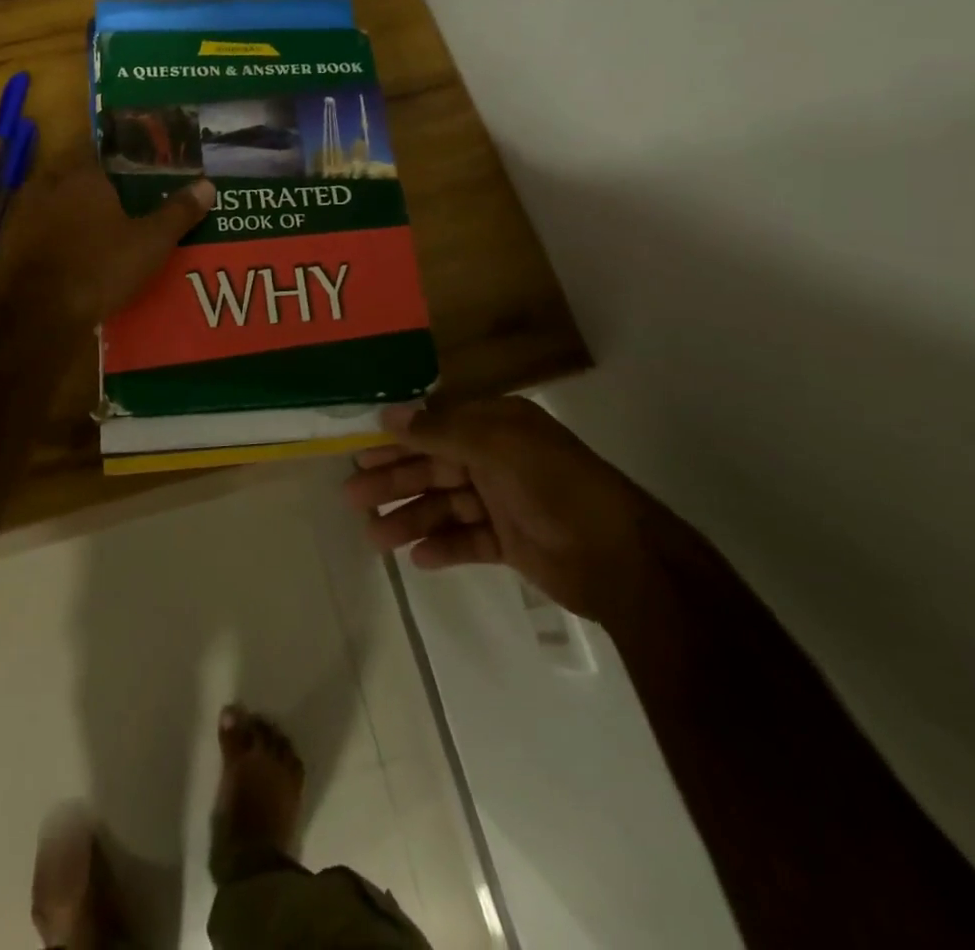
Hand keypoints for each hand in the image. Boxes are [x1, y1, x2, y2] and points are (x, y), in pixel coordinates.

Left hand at [0, 147, 213, 327]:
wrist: (37, 315)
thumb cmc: (100, 268)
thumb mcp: (150, 243)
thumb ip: (178, 212)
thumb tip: (207, 184)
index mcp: (83, 175)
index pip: (105, 154)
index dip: (125, 165)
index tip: (142, 179)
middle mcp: (48, 184)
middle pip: (80, 180)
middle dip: (100, 193)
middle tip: (127, 210)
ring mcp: (23, 214)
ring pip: (57, 206)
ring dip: (76, 217)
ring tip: (102, 237)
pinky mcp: (10, 244)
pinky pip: (41, 233)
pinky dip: (56, 241)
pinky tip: (74, 260)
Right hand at [347, 396, 664, 621]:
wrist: (623, 560)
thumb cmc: (556, 488)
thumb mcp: (497, 447)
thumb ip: (441, 430)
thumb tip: (388, 414)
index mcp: (497, 425)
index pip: (434, 424)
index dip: (396, 436)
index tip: (357, 449)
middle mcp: (497, 457)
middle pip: (433, 465)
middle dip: (394, 479)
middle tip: (351, 495)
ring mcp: (504, 501)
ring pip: (444, 505)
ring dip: (410, 518)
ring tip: (375, 537)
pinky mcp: (511, 541)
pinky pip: (467, 539)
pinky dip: (443, 546)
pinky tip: (417, 558)